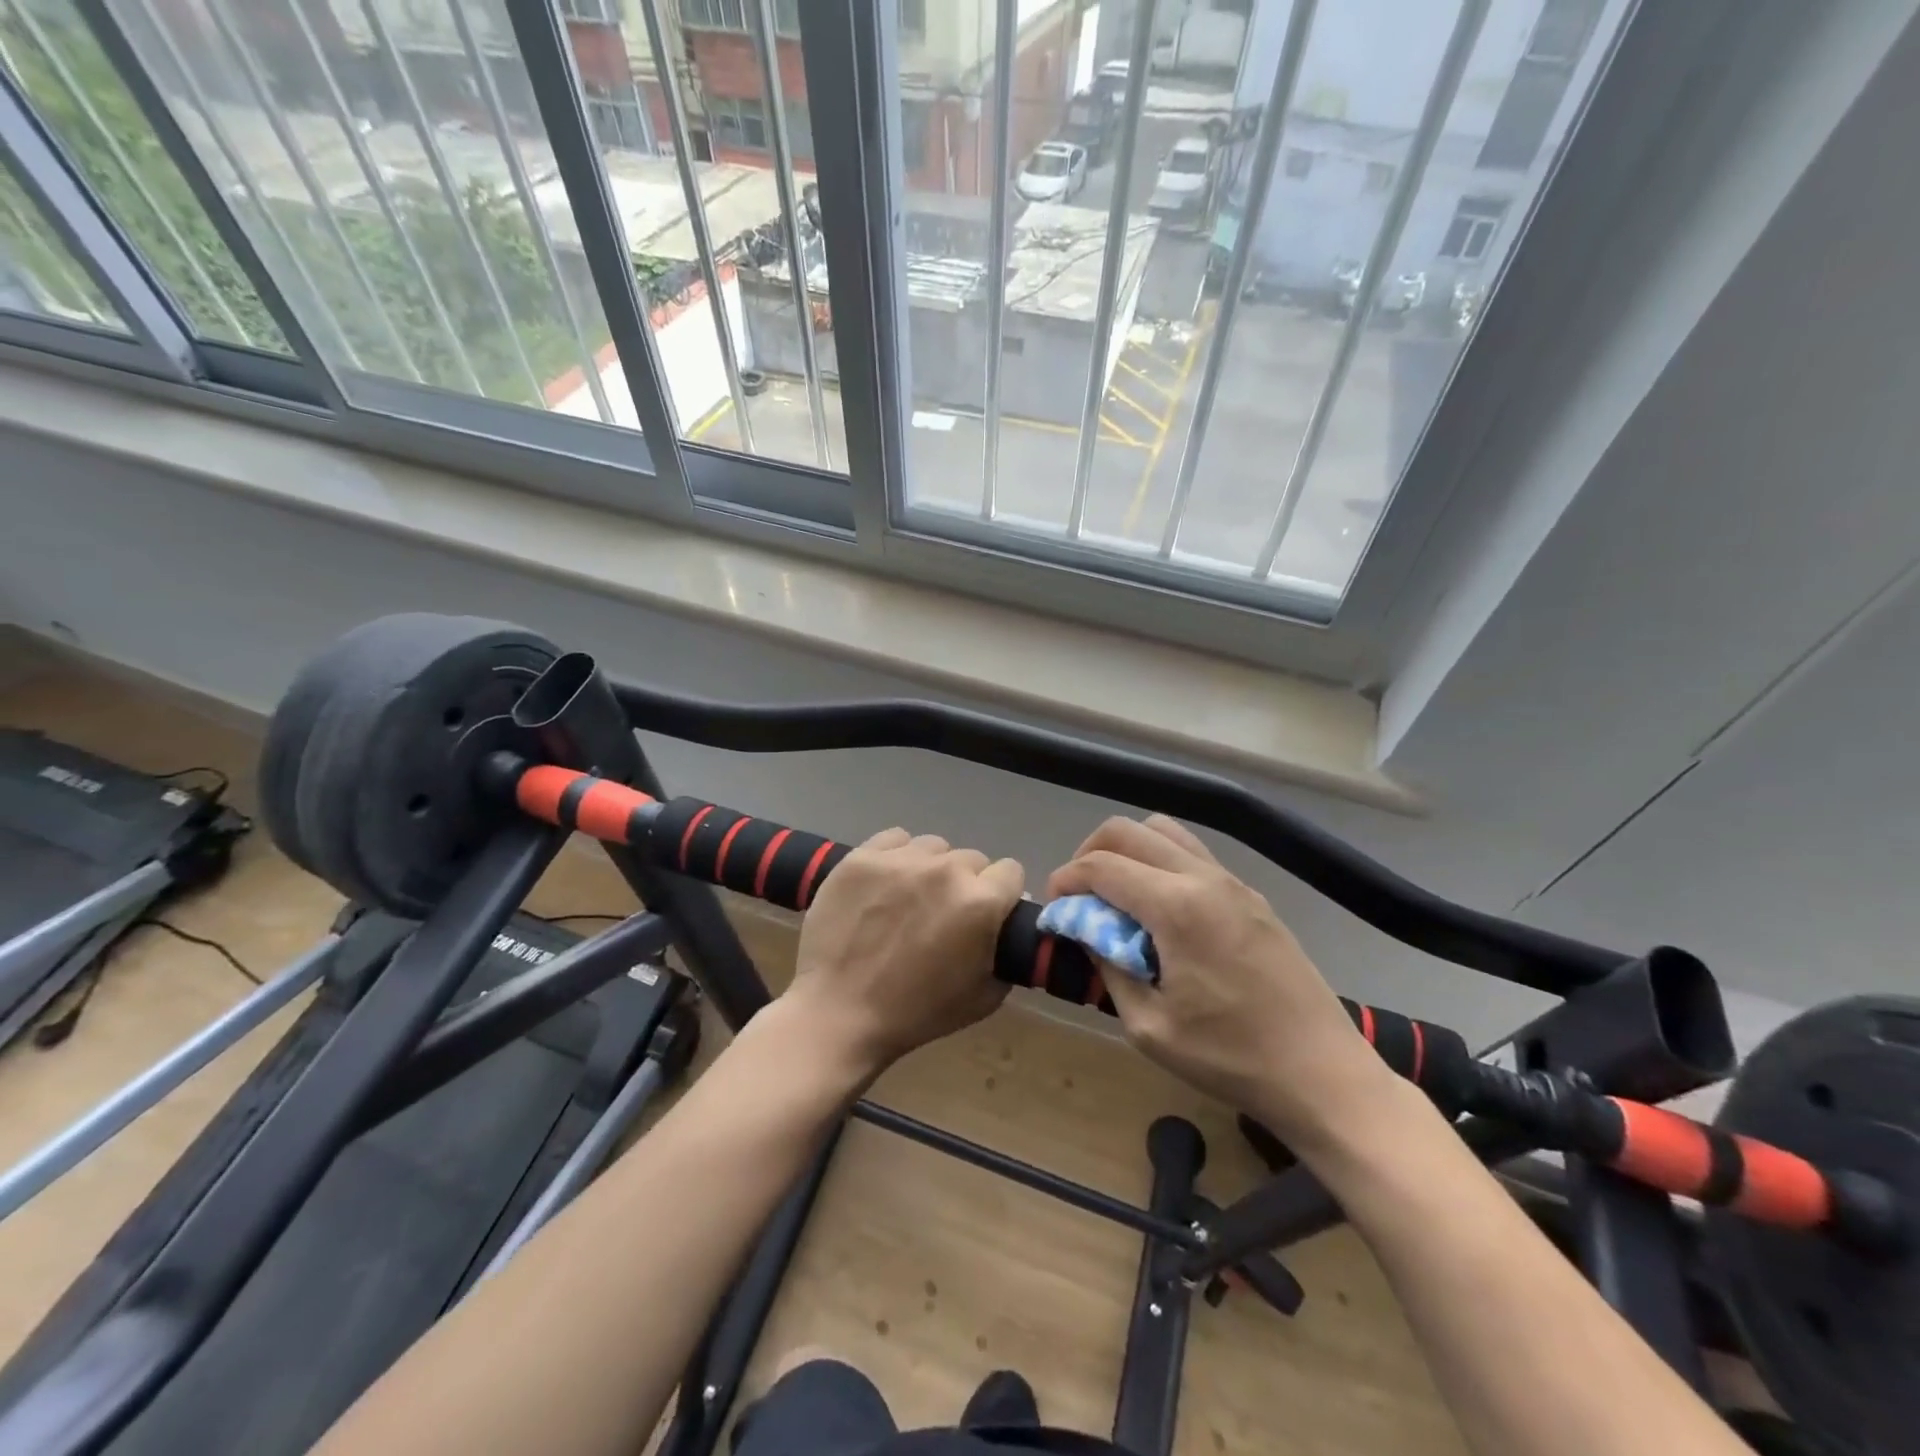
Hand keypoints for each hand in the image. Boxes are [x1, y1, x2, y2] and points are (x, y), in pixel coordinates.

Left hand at [785, 828, 1023, 1078]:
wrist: (839, 1013)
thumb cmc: (916, 1013)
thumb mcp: (985, 997)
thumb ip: (1006, 952)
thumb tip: (1007, 924)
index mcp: (981, 902)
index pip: (1011, 872)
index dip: (1003, 894)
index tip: (988, 914)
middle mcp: (946, 870)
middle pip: (972, 860)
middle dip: (966, 884)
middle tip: (944, 915)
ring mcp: (901, 859)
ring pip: (934, 847)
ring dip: (932, 868)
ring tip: (911, 898)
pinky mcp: (863, 856)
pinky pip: (895, 839)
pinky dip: (897, 856)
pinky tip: (886, 882)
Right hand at [1047, 817, 1387, 1147]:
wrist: (1323, 1073)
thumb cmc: (1231, 1057)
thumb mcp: (1149, 1026)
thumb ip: (1109, 966)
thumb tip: (1087, 932)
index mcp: (1176, 906)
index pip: (1102, 865)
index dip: (1066, 880)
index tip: (1053, 906)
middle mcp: (1204, 877)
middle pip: (1129, 830)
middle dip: (1090, 853)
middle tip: (1080, 896)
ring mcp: (1233, 882)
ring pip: (1164, 832)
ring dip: (1128, 852)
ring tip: (1118, 896)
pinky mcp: (1251, 896)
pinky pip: (1192, 854)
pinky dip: (1160, 864)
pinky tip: (1160, 912)